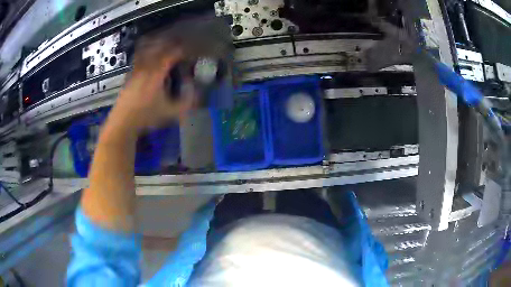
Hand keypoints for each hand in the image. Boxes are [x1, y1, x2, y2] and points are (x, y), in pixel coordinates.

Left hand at [110, 38, 195, 131]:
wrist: (123, 122)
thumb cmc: (146, 117)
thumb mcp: (170, 113)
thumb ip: (186, 102)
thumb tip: (197, 93)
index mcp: (157, 72)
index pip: (173, 53)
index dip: (184, 51)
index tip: (192, 52)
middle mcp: (146, 66)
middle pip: (160, 46)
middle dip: (172, 43)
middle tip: (181, 45)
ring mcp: (136, 69)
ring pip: (148, 49)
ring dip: (159, 45)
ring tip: (166, 45)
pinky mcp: (130, 74)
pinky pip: (140, 56)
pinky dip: (147, 52)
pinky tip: (150, 56)